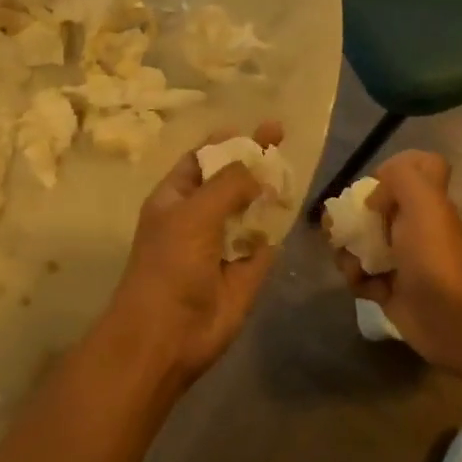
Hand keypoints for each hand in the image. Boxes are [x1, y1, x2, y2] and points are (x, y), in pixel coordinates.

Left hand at [102, 121, 283, 389]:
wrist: (169, 334)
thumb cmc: (171, 265)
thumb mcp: (195, 212)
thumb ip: (229, 184)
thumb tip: (256, 168)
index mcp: (175, 199)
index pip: (201, 160)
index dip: (226, 142)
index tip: (256, 127)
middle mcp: (198, 218)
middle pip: (230, 182)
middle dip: (253, 163)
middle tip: (282, 138)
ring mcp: (222, 246)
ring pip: (250, 212)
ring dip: (268, 195)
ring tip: (291, 174)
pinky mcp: (245, 274)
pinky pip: (264, 245)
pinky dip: (276, 232)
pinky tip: (291, 212)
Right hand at [333, 150, 461, 369]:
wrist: (451, 317)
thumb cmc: (434, 253)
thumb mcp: (423, 199)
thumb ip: (400, 176)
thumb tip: (372, 197)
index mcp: (424, 202)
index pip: (416, 170)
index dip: (392, 172)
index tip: (373, 187)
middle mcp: (413, 227)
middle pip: (374, 211)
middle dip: (351, 218)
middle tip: (339, 230)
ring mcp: (401, 261)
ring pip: (362, 245)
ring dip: (348, 253)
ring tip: (353, 266)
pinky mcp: (389, 291)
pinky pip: (361, 278)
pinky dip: (356, 281)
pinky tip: (362, 286)